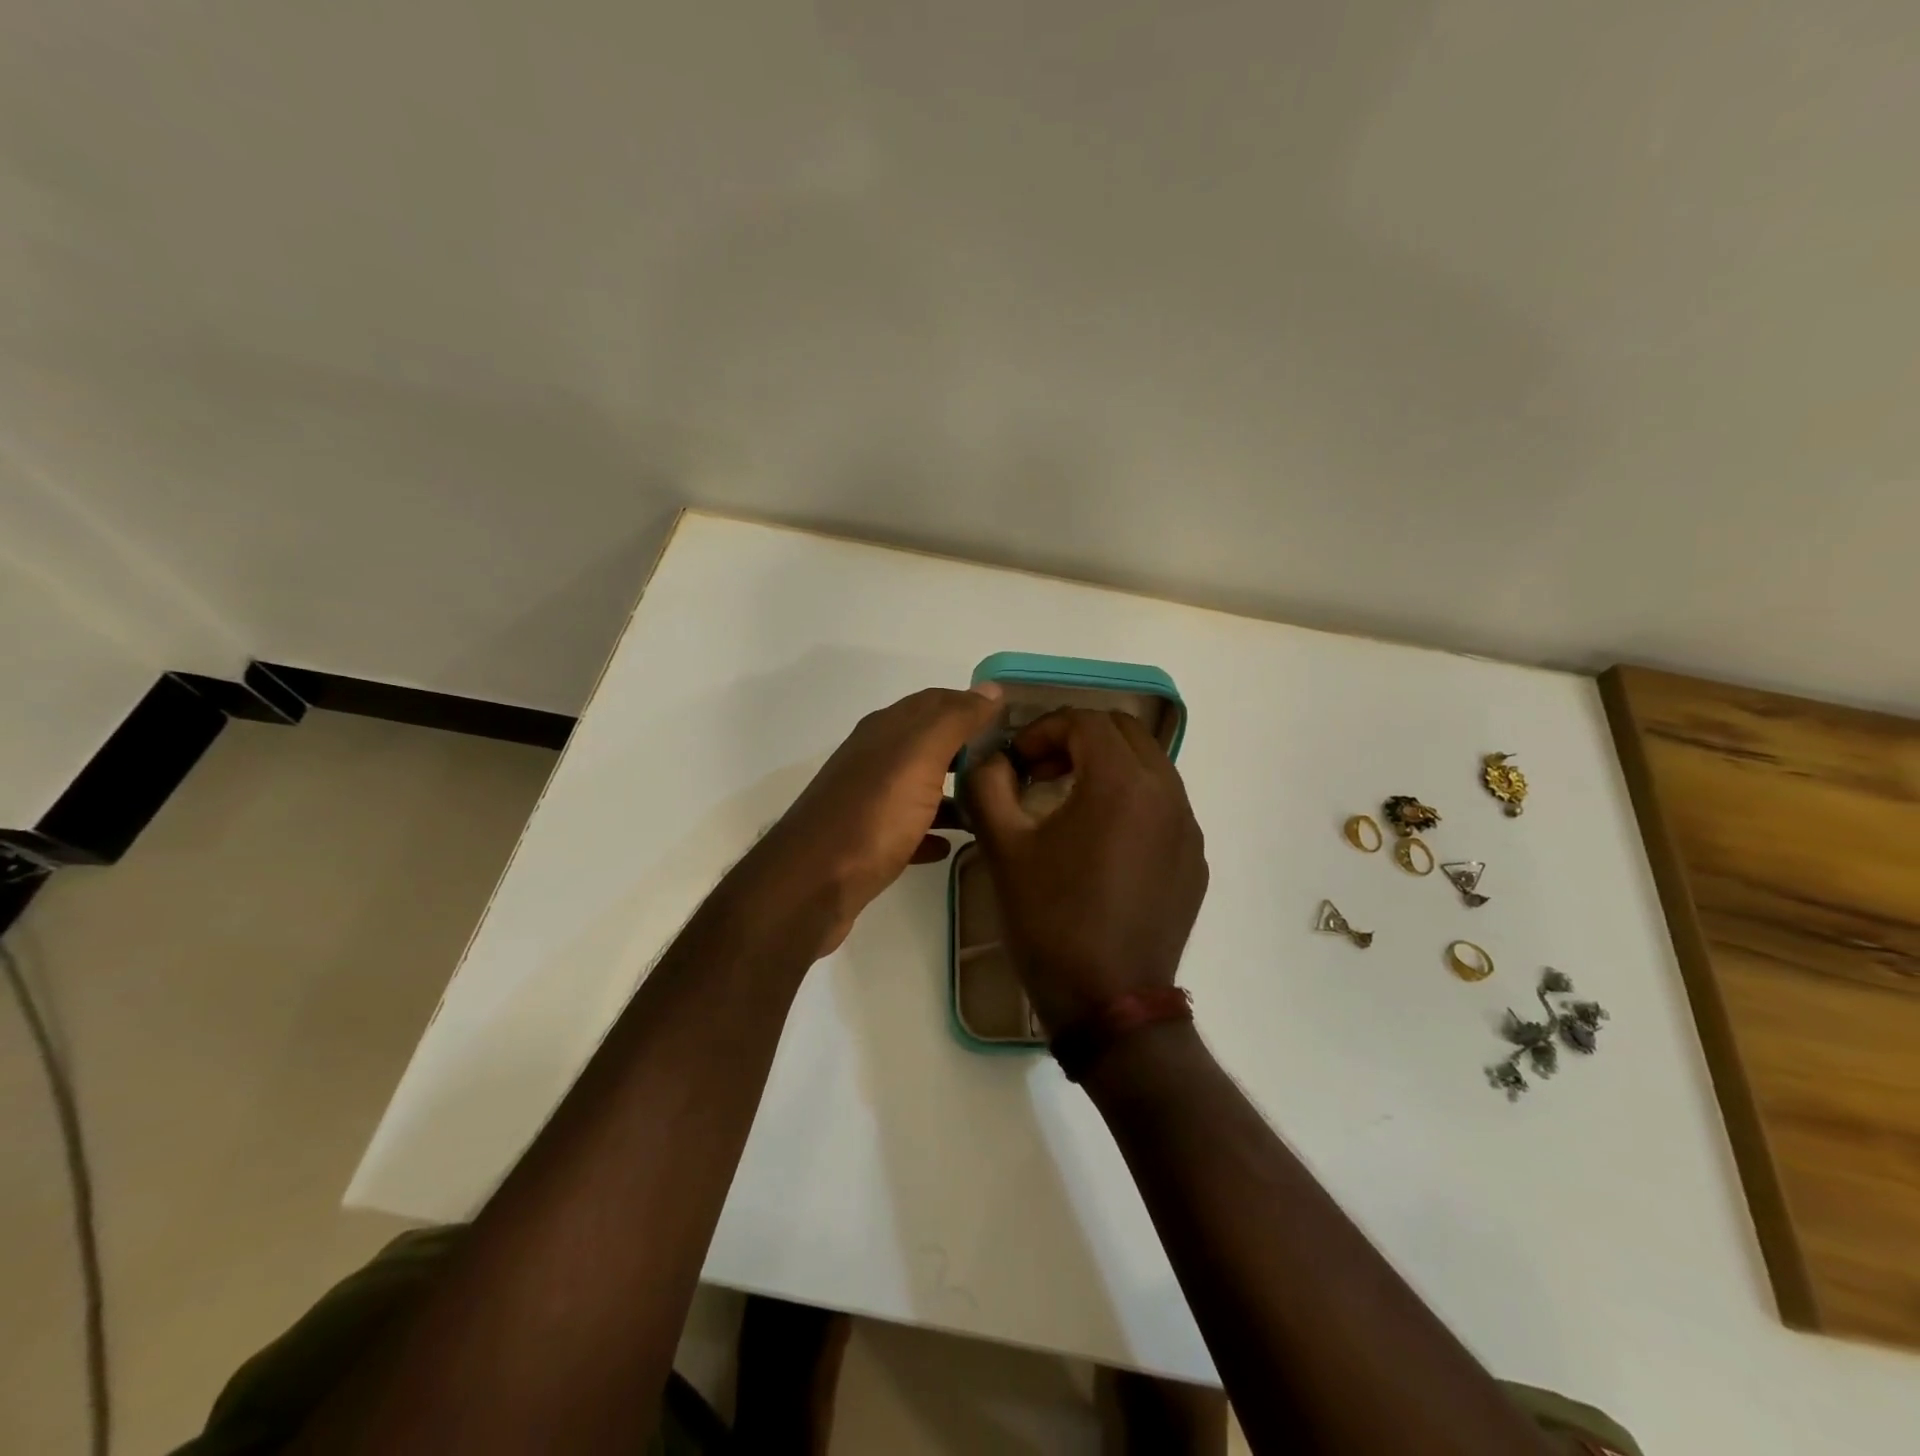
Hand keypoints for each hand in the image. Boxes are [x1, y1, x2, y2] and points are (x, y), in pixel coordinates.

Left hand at [754, 684, 1004, 955]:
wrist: (813, 884)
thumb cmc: (872, 814)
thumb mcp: (919, 756)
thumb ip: (955, 720)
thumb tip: (991, 689)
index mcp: (886, 730)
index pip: (937, 701)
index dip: (974, 705)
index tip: (1014, 721)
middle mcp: (874, 757)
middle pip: (929, 742)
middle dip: (968, 747)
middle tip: (1011, 764)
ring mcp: (868, 800)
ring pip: (920, 784)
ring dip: (953, 790)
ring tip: (991, 805)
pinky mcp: (866, 841)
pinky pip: (908, 827)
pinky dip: (932, 828)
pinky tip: (953, 844)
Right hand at [964, 709, 1207, 1032]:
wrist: (1110, 1003)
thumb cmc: (1051, 920)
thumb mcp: (1003, 848)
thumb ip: (988, 785)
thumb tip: (991, 760)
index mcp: (1121, 782)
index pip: (1084, 720)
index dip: (1042, 730)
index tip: (1016, 762)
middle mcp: (1167, 792)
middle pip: (1123, 732)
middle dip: (1077, 740)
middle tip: (1040, 773)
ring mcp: (1188, 828)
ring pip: (1149, 766)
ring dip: (1106, 767)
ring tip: (1068, 802)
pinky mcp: (1194, 860)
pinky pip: (1164, 806)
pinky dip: (1131, 800)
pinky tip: (1102, 842)